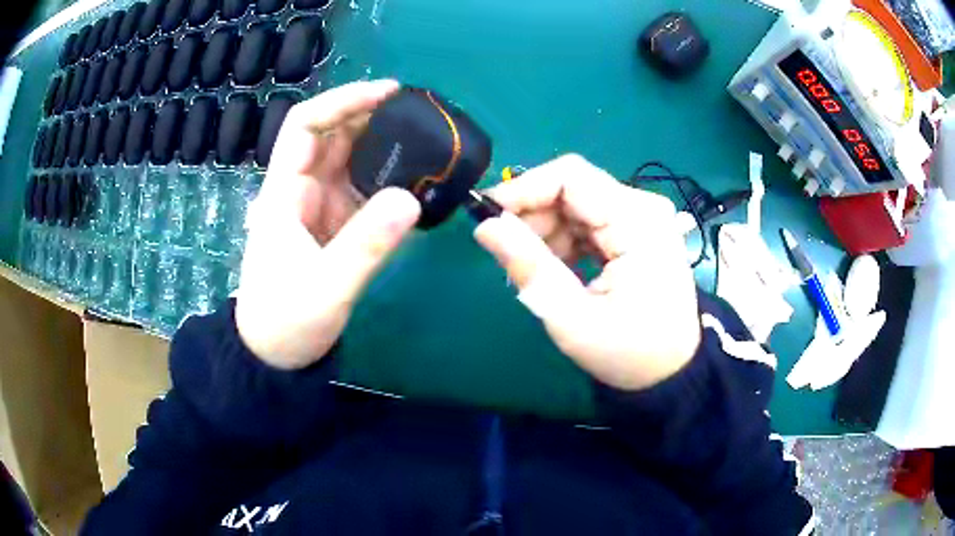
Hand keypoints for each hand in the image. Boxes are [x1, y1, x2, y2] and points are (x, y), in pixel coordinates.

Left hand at [236, 80, 421, 368]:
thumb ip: (366, 245)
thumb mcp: (326, 288)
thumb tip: (411, 198)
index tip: (388, 93)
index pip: (306, 126)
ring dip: (385, 145)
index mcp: (284, 193)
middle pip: (333, 136)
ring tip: (429, 140)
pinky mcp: (335, 226)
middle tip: (422, 115)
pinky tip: (418, 178)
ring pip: (351, 160)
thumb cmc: (286, 322)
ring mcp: (320, 207)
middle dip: (373, 117)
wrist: (275, 356)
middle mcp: (301, 190)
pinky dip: (390, 179)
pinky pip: (363, 190)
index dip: (343, 101)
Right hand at [474, 155, 700, 390]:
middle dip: (533, 216)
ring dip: (546, 232)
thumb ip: (530, 267)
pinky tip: (555, 269)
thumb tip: (485, 226)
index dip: (524, 188)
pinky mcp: (637, 231)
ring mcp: (642, 218)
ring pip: (576, 205)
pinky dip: (564, 241)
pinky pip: (588, 221)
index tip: (487, 215)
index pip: (571, 177)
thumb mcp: (572, 318)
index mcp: (637, 222)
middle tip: (507, 254)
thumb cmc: (628, 352)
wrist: (671, 371)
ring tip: (531, 270)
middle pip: (573, 189)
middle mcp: (643, 208)